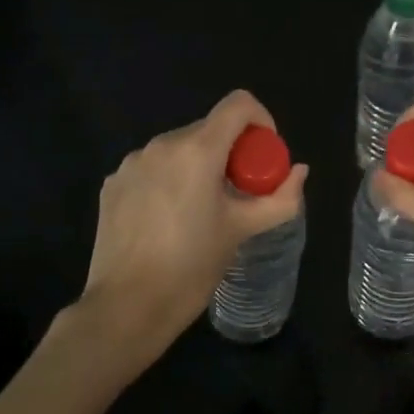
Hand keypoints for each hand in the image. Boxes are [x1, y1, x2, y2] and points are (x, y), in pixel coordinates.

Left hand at [81, 90, 307, 353]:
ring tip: (201, 211)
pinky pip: (152, 168)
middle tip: (238, 193)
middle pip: (210, 129)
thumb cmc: (192, 266)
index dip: (261, 121)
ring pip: (179, 149)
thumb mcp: (243, 230)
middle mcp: (162, 144)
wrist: (125, 309)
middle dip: (231, 152)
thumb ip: (280, 198)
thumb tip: (300, 171)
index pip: (239, 104)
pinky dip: (168, 181)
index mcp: (197, 150)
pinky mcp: (113, 184)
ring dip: (198, 166)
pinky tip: (167, 220)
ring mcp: (132, 163)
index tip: (263, 157)